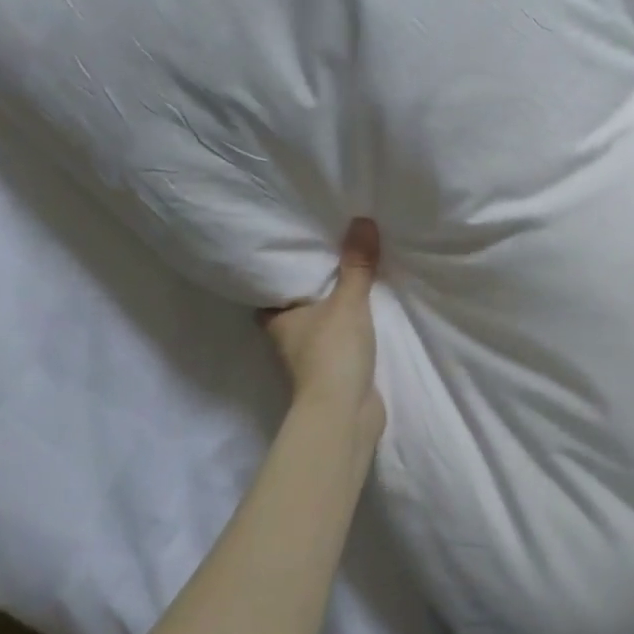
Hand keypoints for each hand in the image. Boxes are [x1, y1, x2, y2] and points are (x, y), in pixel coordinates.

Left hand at [262, 219, 385, 437]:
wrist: (345, 413)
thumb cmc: (332, 352)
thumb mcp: (348, 301)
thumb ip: (357, 264)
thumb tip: (362, 220)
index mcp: (278, 320)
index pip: (268, 293)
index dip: (276, 275)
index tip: (291, 253)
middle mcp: (287, 339)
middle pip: (294, 308)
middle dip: (308, 291)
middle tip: (326, 258)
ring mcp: (310, 359)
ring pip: (318, 326)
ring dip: (330, 311)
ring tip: (350, 280)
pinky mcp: (334, 373)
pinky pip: (340, 342)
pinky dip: (348, 330)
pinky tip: (365, 315)